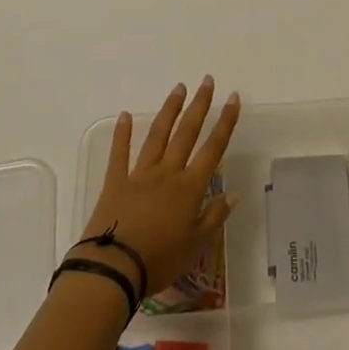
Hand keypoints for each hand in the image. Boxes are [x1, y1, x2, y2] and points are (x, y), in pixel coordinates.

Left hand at [73, 78, 240, 294]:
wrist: (113, 269)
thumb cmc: (159, 261)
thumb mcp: (195, 245)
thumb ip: (215, 217)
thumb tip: (234, 193)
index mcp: (189, 188)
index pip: (213, 149)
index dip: (225, 123)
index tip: (234, 98)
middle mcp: (167, 173)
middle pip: (186, 133)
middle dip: (199, 105)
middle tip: (207, 81)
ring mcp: (140, 174)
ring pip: (158, 136)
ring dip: (169, 110)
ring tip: (179, 88)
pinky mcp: (115, 182)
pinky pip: (119, 154)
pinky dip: (122, 134)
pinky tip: (124, 115)